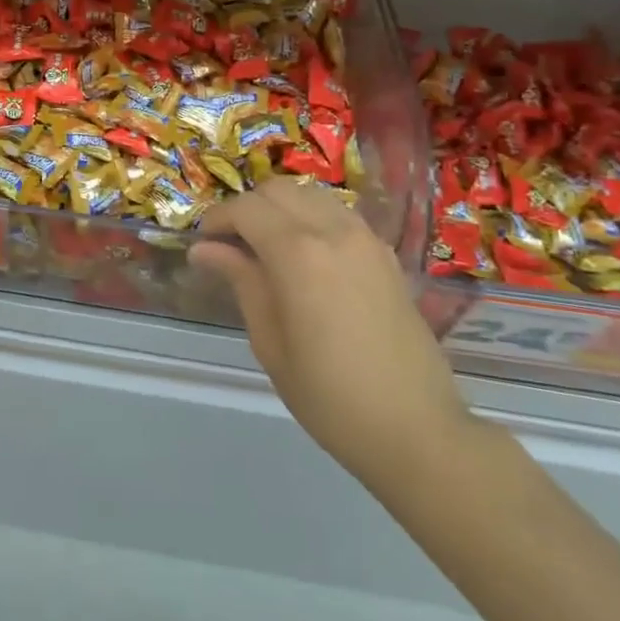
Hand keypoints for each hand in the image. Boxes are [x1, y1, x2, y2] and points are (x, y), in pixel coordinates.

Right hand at [190, 180, 470, 483]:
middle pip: (277, 190)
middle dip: (247, 208)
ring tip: (267, 246)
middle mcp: (333, 231)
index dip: (217, 219)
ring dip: (281, 208)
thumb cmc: (330, 396)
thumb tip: (204, 249)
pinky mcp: (386, 253)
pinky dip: (312, 218)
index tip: (202, 243)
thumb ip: (241, 281)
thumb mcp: (270, 342)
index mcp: (298, 252)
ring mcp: (365, 238)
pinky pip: (338, 214)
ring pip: (310, 194)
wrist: (417, 430)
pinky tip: (306, 257)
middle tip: (232, 244)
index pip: (245, 209)